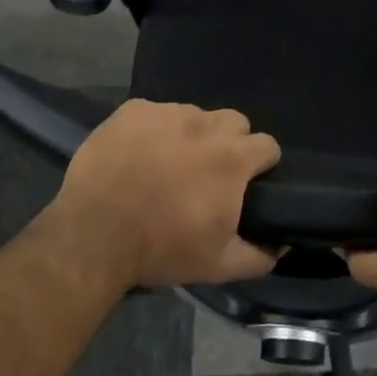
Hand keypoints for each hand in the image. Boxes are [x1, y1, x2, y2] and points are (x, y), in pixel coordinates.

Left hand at [48, 99, 281, 288]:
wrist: (94, 236)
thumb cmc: (161, 249)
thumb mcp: (218, 265)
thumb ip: (259, 255)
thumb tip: (282, 245)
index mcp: (232, 158)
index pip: (267, 145)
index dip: (260, 164)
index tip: (246, 183)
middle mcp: (206, 125)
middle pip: (234, 122)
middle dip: (229, 143)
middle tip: (206, 173)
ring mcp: (167, 113)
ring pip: (194, 115)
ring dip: (190, 135)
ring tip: (166, 164)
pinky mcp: (133, 110)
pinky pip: (155, 113)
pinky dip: (152, 130)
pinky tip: (137, 155)